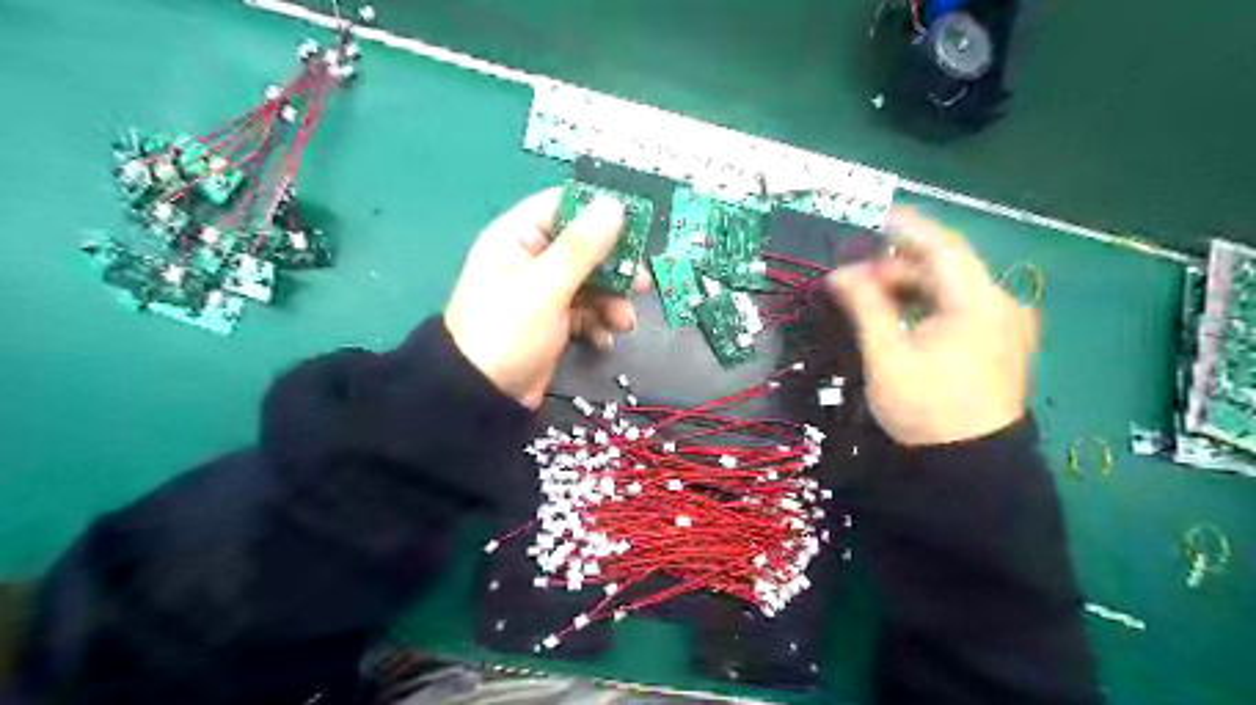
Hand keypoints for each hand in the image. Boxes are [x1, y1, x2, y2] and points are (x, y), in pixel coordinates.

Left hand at [445, 188, 647, 410]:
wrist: (482, 396)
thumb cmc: (507, 331)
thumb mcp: (546, 286)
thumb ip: (582, 247)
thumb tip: (614, 205)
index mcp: (518, 237)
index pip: (563, 206)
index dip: (599, 211)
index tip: (637, 222)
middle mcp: (531, 260)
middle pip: (584, 248)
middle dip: (615, 267)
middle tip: (642, 282)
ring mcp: (543, 293)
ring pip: (590, 283)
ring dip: (612, 301)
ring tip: (624, 322)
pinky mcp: (553, 323)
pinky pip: (585, 313)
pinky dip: (598, 324)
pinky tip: (604, 340)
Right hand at [831, 208, 1035, 446]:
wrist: (970, 465)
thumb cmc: (925, 407)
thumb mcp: (886, 354)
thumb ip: (865, 306)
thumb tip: (839, 273)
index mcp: (977, 302)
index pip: (941, 246)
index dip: (904, 228)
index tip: (870, 217)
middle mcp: (1000, 304)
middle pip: (946, 266)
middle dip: (899, 265)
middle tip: (855, 273)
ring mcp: (1005, 324)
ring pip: (952, 288)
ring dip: (912, 285)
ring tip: (871, 295)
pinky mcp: (1000, 342)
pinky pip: (961, 307)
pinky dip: (928, 304)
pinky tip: (902, 315)